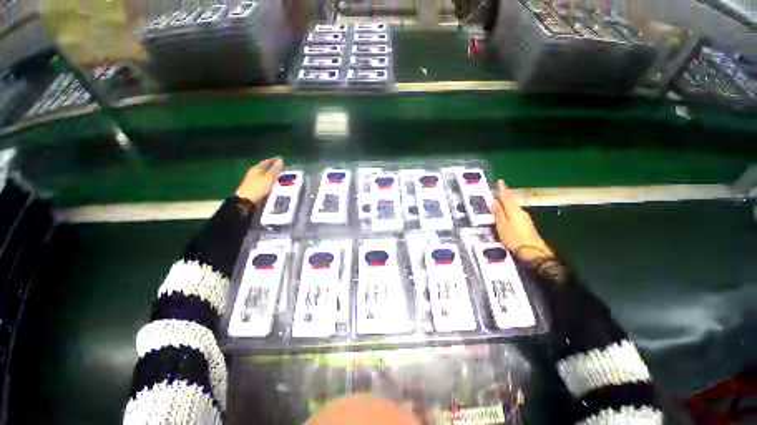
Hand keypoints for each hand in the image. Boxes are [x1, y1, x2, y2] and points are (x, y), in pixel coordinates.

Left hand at [235, 157, 283, 203]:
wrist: (246, 201)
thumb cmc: (258, 187)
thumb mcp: (269, 178)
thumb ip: (275, 169)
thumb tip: (280, 160)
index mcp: (257, 168)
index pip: (267, 161)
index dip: (274, 160)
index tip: (282, 160)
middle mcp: (254, 172)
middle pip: (265, 167)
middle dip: (274, 167)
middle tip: (283, 168)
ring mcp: (253, 179)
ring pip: (265, 174)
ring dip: (272, 174)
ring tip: (280, 176)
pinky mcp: (254, 186)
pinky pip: (264, 180)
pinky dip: (270, 180)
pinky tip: (274, 183)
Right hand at [491, 180, 553, 262]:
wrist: (532, 252)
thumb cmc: (514, 238)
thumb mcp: (502, 225)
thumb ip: (498, 213)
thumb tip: (494, 201)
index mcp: (514, 210)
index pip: (507, 197)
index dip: (502, 189)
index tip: (499, 181)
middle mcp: (521, 212)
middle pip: (511, 200)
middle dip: (505, 194)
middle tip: (498, 189)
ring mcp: (525, 219)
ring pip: (514, 206)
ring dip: (507, 201)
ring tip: (500, 199)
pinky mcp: (526, 225)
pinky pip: (515, 212)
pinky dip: (510, 209)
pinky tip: (507, 211)